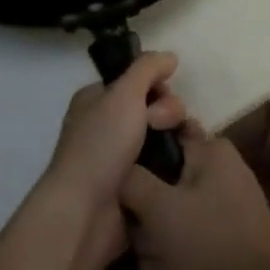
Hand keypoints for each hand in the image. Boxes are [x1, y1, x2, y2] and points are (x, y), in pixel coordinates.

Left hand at [43, 53, 185, 267]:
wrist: (86, 213)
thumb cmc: (100, 145)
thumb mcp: (123, 94)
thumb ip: (147, 68)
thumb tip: (170, 56)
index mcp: (97, 100)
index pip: (136, 80)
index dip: (155, 84)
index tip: (161, 93)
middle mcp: (106, 125)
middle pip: (153, 107)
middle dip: (166, 112)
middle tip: (158, 126)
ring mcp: (120, 157)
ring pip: (161, 137)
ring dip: (174, 139)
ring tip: (177, 150)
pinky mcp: (135, 186)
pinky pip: (163, 166)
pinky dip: (173, 165)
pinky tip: (182, 169)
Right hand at [120, 126, 269, 269]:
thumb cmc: (214, 244)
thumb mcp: (161, 208)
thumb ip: (131, 180)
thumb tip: (116, 169)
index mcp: (209, 151)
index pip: (163, 134)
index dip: (139, 157)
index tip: (124, 185)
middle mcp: (215, 175)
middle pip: (159, 190)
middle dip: (149, 231)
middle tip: (152, 248)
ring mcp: (220, 213)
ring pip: (168, 228)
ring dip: (160, 262)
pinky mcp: (222, 247)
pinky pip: (185, 253)